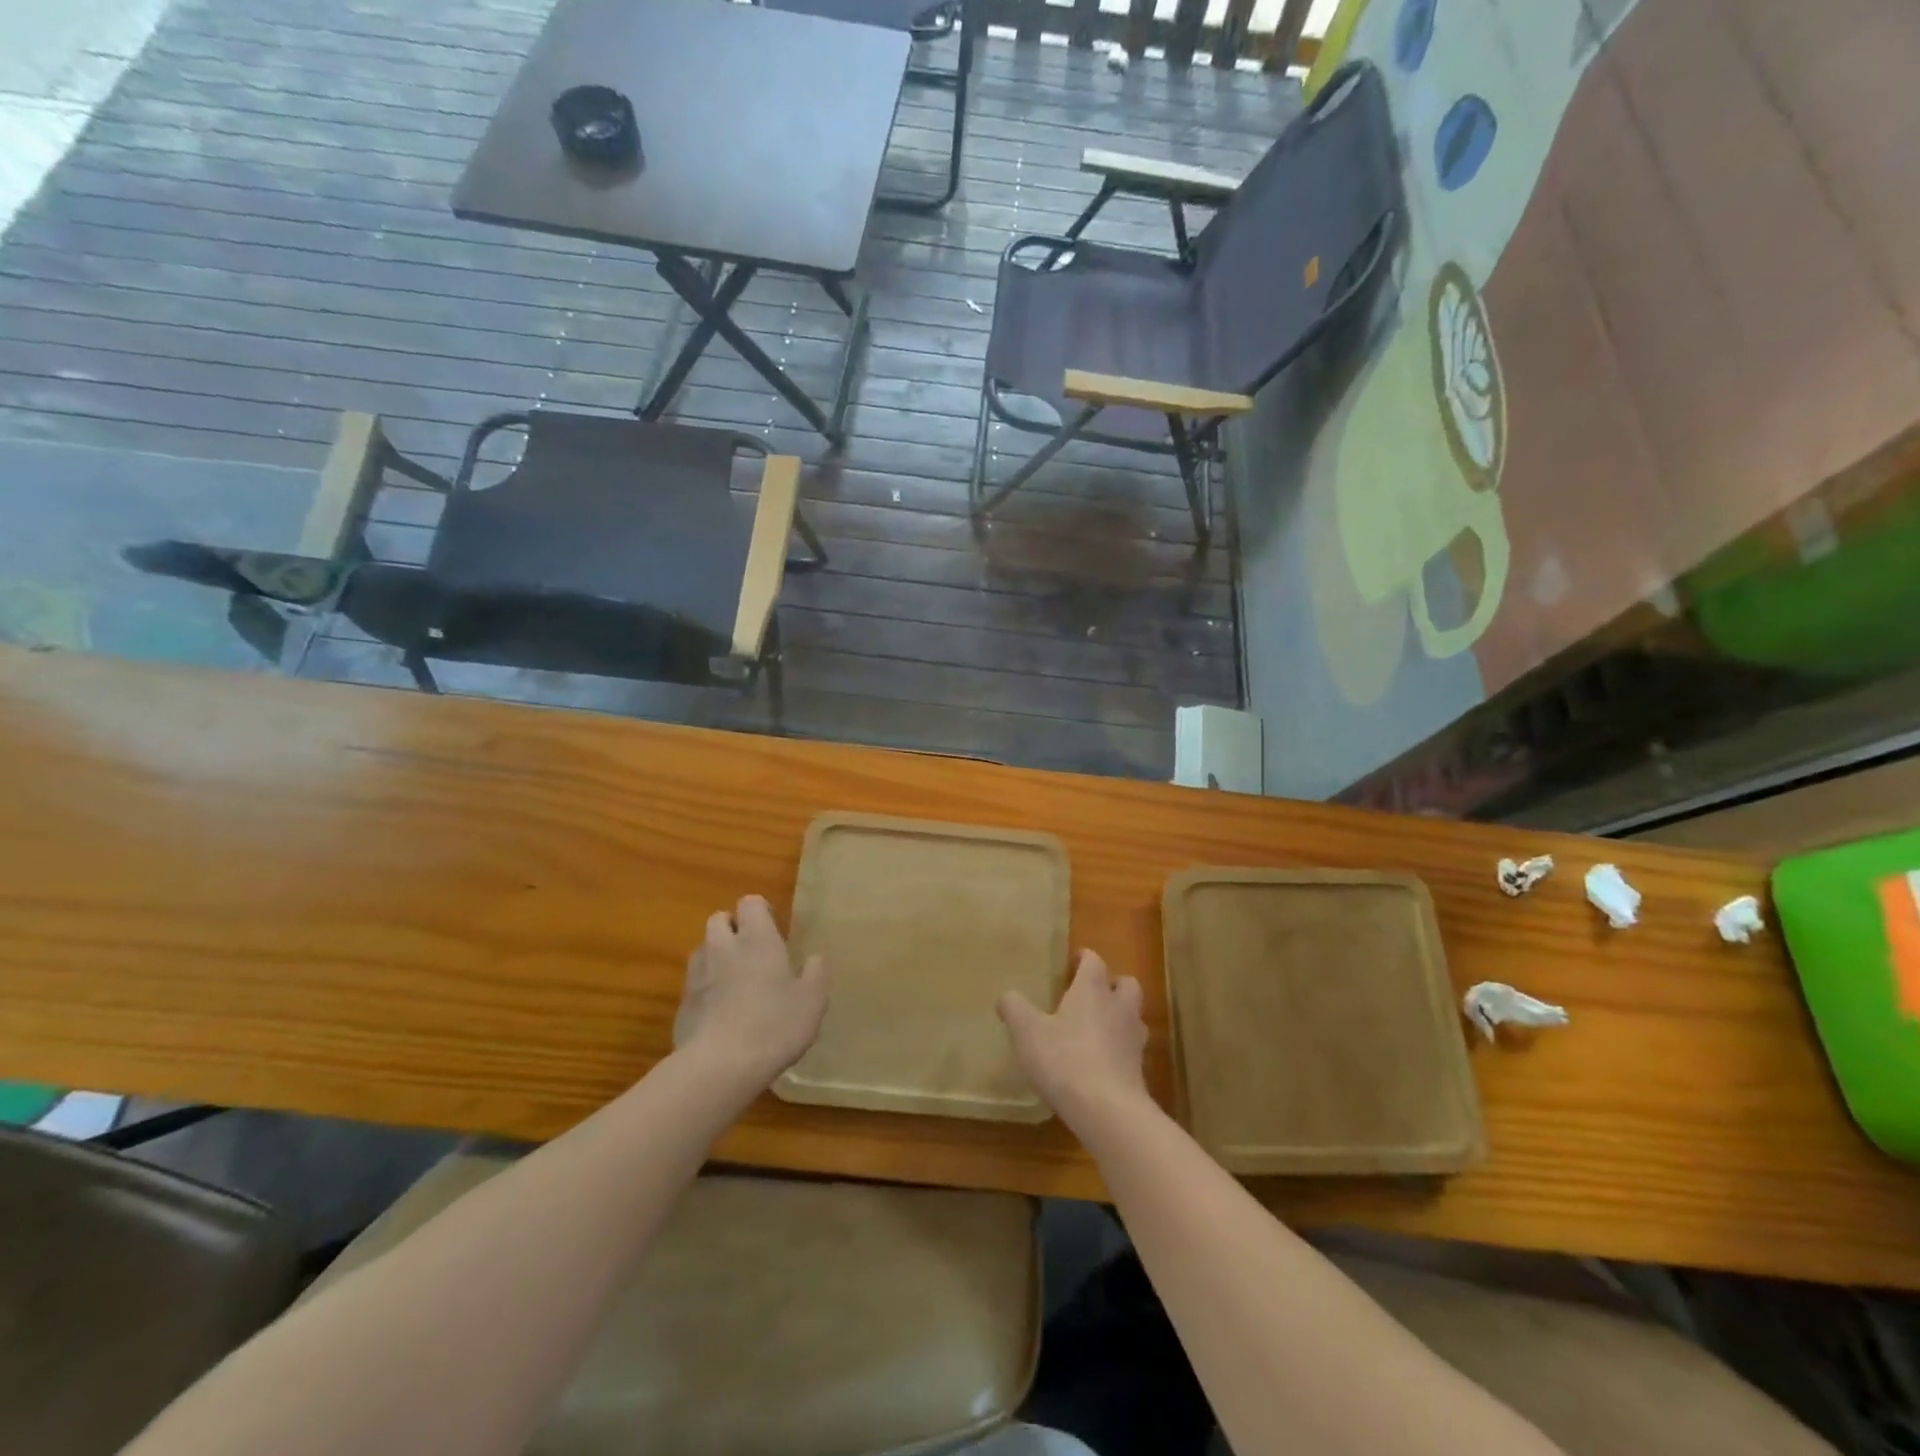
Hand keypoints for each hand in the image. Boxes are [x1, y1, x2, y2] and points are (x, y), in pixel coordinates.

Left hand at [674, 895, 826, 1089]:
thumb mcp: (812, 1001)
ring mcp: (697, 974)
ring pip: (703, 950)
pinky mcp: (682, 1003)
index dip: (760, 911)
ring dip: (717, 956)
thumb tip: (813, 959)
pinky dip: (706, 988)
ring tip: (735, 981)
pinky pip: (694, 983)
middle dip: (733, 928)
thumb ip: (815, 974)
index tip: (774, 929)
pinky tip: (720, 1013)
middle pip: (719, 919)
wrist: (720, 1066)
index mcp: (757, 939)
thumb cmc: (774, 1025)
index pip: (750, 903)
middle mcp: (722, 947)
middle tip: (753, 951)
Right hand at [998, 949, 1148, 1128]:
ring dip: (1119, 1015)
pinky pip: (1131, 1048)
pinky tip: (1102, 1061)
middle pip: (1126, 983)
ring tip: (1098, 1027)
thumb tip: (1007, 996)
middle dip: (1112, 983)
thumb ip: (1014, 1008)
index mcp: (1092, 989)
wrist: (1107, 1110)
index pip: (1094, 961)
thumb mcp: (1027, 1032)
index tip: (1074, 960)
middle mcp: (1118, 1007)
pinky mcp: (1139, 1069)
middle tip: (1092, 993)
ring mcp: (1133, 1039)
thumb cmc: (1064, 1059)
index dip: (1084, 957)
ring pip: (1133, 1015)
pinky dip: (1120, 1048)